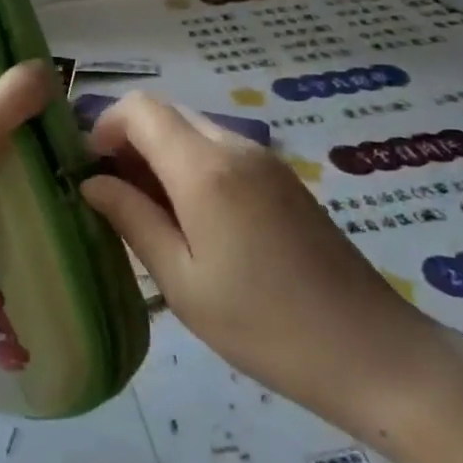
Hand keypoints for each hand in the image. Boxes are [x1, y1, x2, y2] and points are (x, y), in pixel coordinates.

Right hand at [81, 94, 462, 437]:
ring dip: (158, 157)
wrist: (373, 353)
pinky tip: (190, 222)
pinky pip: (219, 151)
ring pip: (191, 131)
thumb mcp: (182, 280)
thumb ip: (132, 219)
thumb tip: (91, 182)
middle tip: (112, 198)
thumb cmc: (265, 325)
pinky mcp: (281, 179)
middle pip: (165, 114)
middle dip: (128, 142)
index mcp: (205, 168)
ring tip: (148, 217)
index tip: (89, 172)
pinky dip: (189, 167)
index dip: (103, 127)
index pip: (139, 109)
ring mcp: (264, 161)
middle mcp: (235, 147)